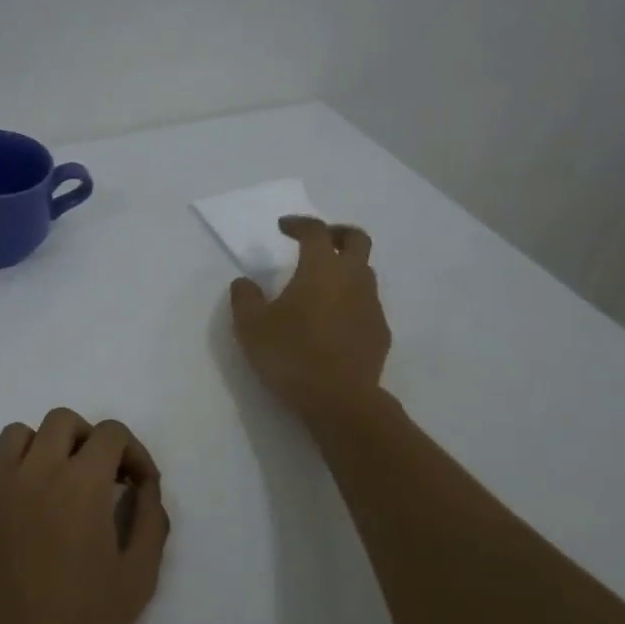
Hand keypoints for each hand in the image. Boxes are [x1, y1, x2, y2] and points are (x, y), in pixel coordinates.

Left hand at [0, 410, 169, 623]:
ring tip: (55, 485)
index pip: (111, 433)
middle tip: (100, 479)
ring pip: (18, 434)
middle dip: (89, 440)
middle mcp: (37, 471)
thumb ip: (149, 523)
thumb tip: (146, 489)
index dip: (133, 452)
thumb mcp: (137, 580)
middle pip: (63, 421)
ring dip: (43, 448)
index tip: (138, 486)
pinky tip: (13, 503)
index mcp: (82, 483)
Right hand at [230, 216, 390, 420]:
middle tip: (317, 241)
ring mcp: (372, 305)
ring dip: (345, 268)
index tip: (283, 228)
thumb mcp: (251, 327)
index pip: (315, 231)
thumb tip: (244, 282)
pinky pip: (367, 303)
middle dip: (337, 233)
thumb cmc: (291, 355)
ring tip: (322, 285)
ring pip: (365, 272)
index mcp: (321, 268)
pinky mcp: (380, 331)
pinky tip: (333, 321)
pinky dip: (351, 300)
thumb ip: (245, 298)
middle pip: (356, 239)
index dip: (299, 224)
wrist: (339, 399)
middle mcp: (353, 278)